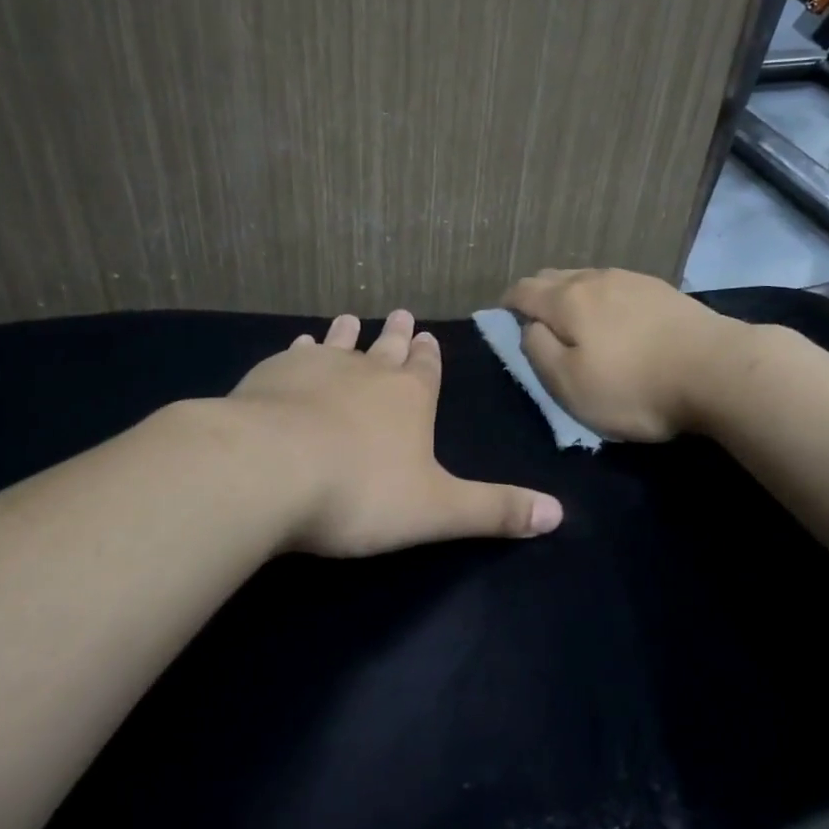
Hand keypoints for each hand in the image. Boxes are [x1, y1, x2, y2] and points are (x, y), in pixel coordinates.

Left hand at [228, 309, 563, 555]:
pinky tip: (299, 346)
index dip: (429, 357)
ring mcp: (317, 369)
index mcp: (410, 399)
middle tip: (400, 314)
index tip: (427, 336)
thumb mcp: (438, 510)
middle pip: (386, 350)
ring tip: (348, 319)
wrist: (269, 470)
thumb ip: (495, 510)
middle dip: (396, 336)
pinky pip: (294, 356)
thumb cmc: (361, 491)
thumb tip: (559, 514)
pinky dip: (301, 350)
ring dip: (347, 335)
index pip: (426, 370)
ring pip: (339, 345)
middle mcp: (368, 373)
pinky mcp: (272, 376)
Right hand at [501, 268, 751, 440]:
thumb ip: (538, 351)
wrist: (719, 369)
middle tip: (536, 323)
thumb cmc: (636, 386)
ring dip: (571, 294)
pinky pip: (616, 285)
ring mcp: (632, 279)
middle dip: (538, 295)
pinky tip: (615, 317)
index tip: (504, 320)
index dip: (508, 304)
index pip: (523, 290)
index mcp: (567, 300)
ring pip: (586, 278)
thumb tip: (528, 327)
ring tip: (574, 320)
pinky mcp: (661, 289)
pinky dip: (602, 297)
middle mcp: (595, 278)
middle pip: (553, 277)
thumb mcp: (571, 384)